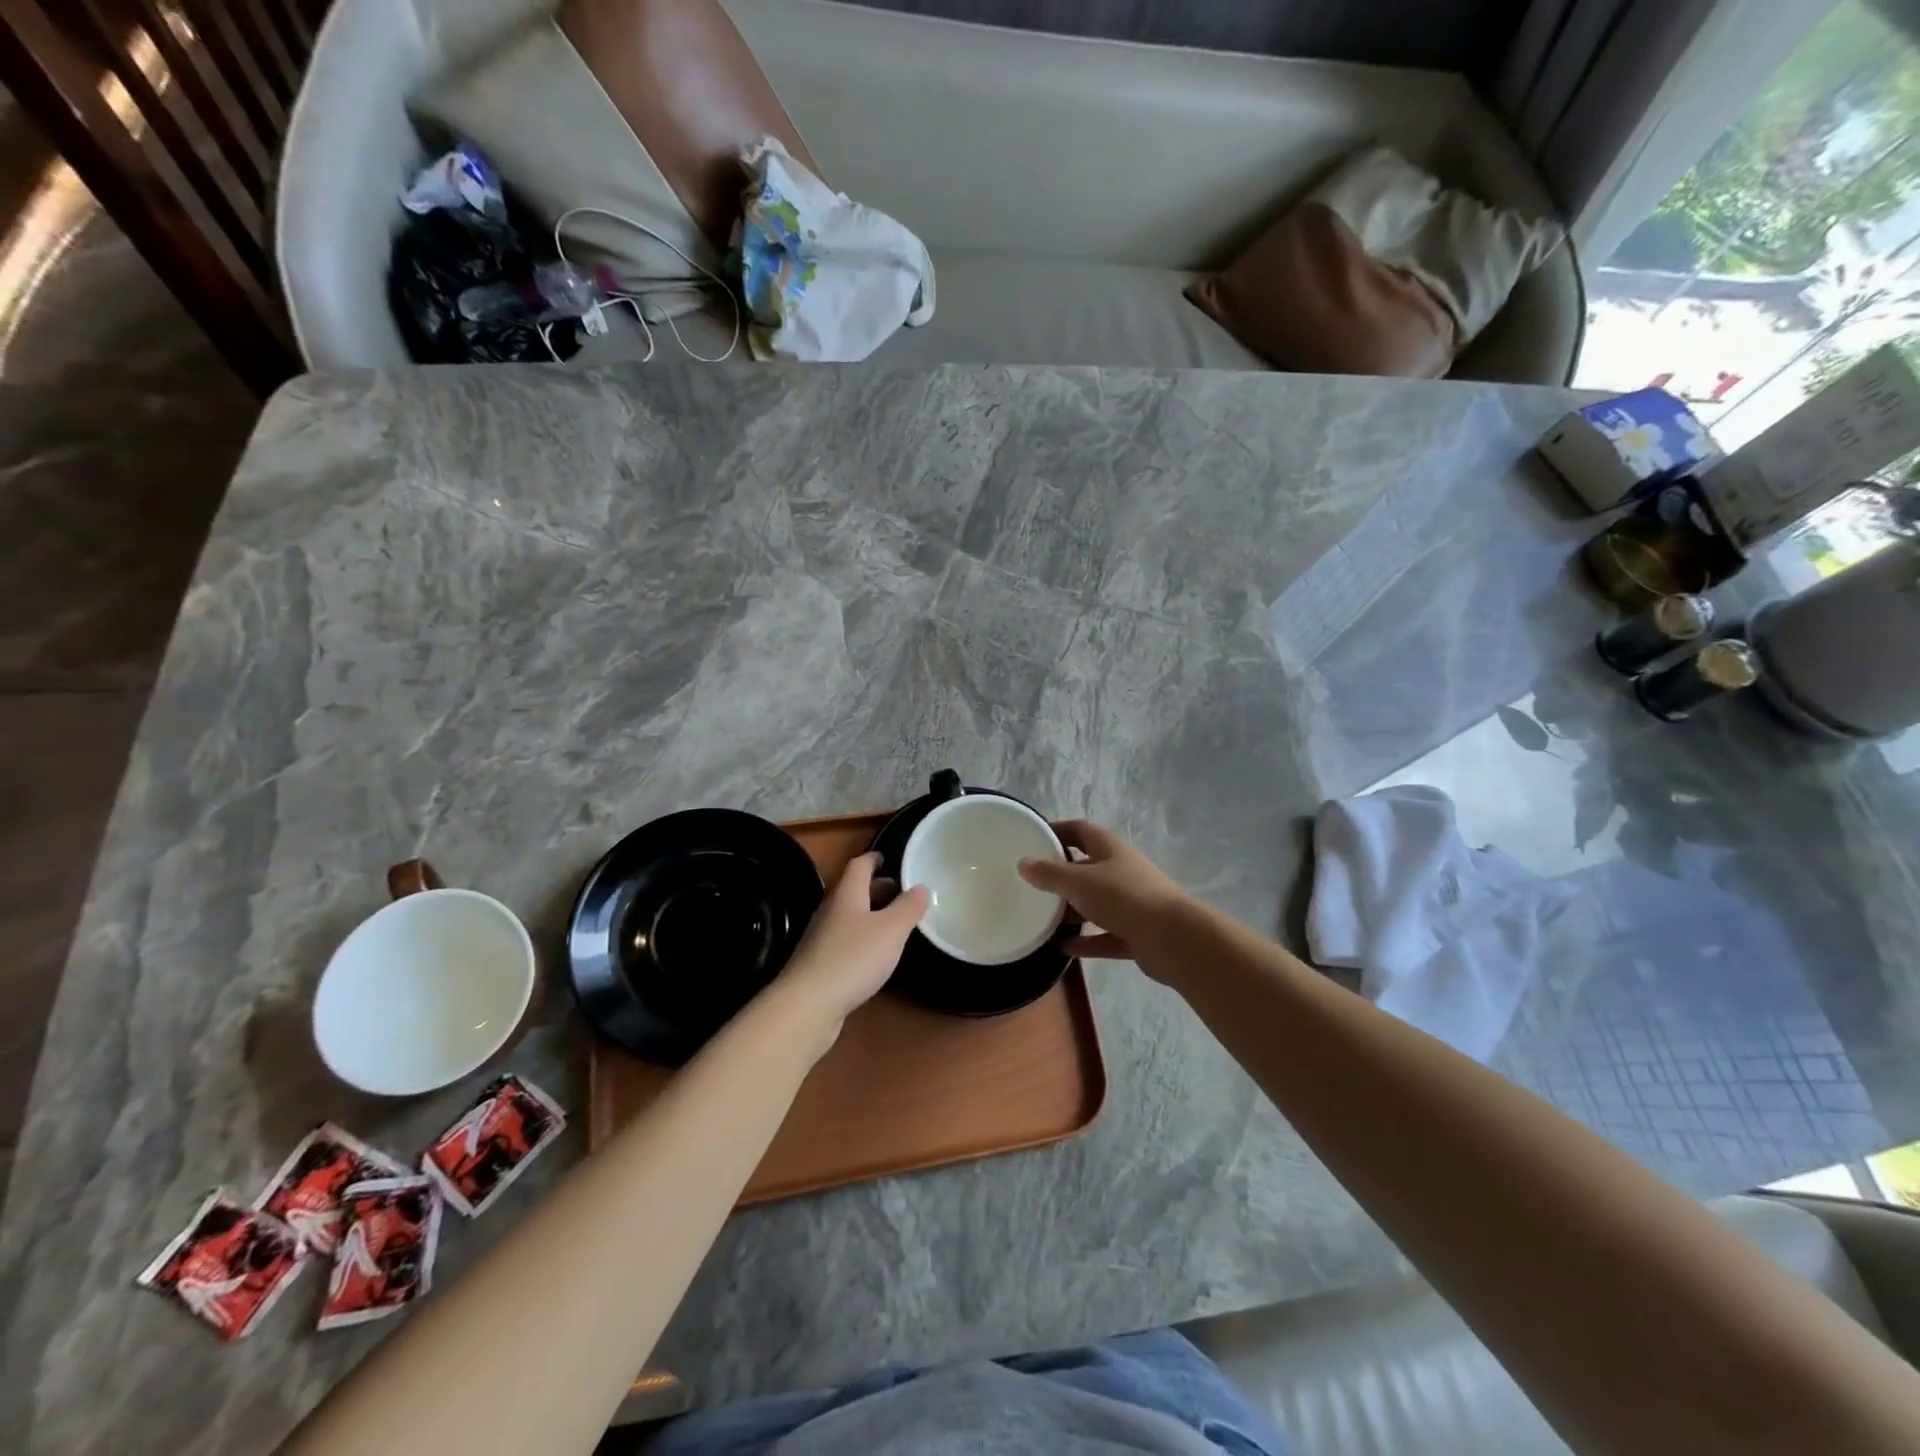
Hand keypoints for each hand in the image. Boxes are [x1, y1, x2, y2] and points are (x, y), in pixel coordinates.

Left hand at [780, 853, 928, 1026]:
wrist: (808, 1004)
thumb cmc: (853, 958)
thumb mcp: (891, 930)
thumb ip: (908, 907)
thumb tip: (921, 886)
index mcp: (847, 894)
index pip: (859, 865)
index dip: (874, 858)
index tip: (889, 858)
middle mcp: (831, 910)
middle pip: (853, 890)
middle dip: (877, 888)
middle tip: (901, 892)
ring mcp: (822, 938)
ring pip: (850, 916)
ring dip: (871, 914)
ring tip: (895, 922)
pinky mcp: (819, 963)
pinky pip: (845, 940)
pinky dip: (862, 938)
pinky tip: (875, 954)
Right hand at [1018, 820, 1187, 964]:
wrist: (1173, 939)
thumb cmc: (1124, 898)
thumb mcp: (1079, 882)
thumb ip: (1050, 874)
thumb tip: (1023, 863)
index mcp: (1110, 850)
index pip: (1080, 830)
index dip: (1057, 831)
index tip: (1033, 839)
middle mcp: (1122, 872)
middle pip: (1087, 868)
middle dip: (1061, 875)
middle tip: (1032, 884)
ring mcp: (1131, 904)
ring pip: (1096, 903)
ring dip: (1072, 910)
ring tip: (1043, 918)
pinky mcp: (1136, 933)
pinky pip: (1105, 935)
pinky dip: (1086, 941)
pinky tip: (1063, 948)